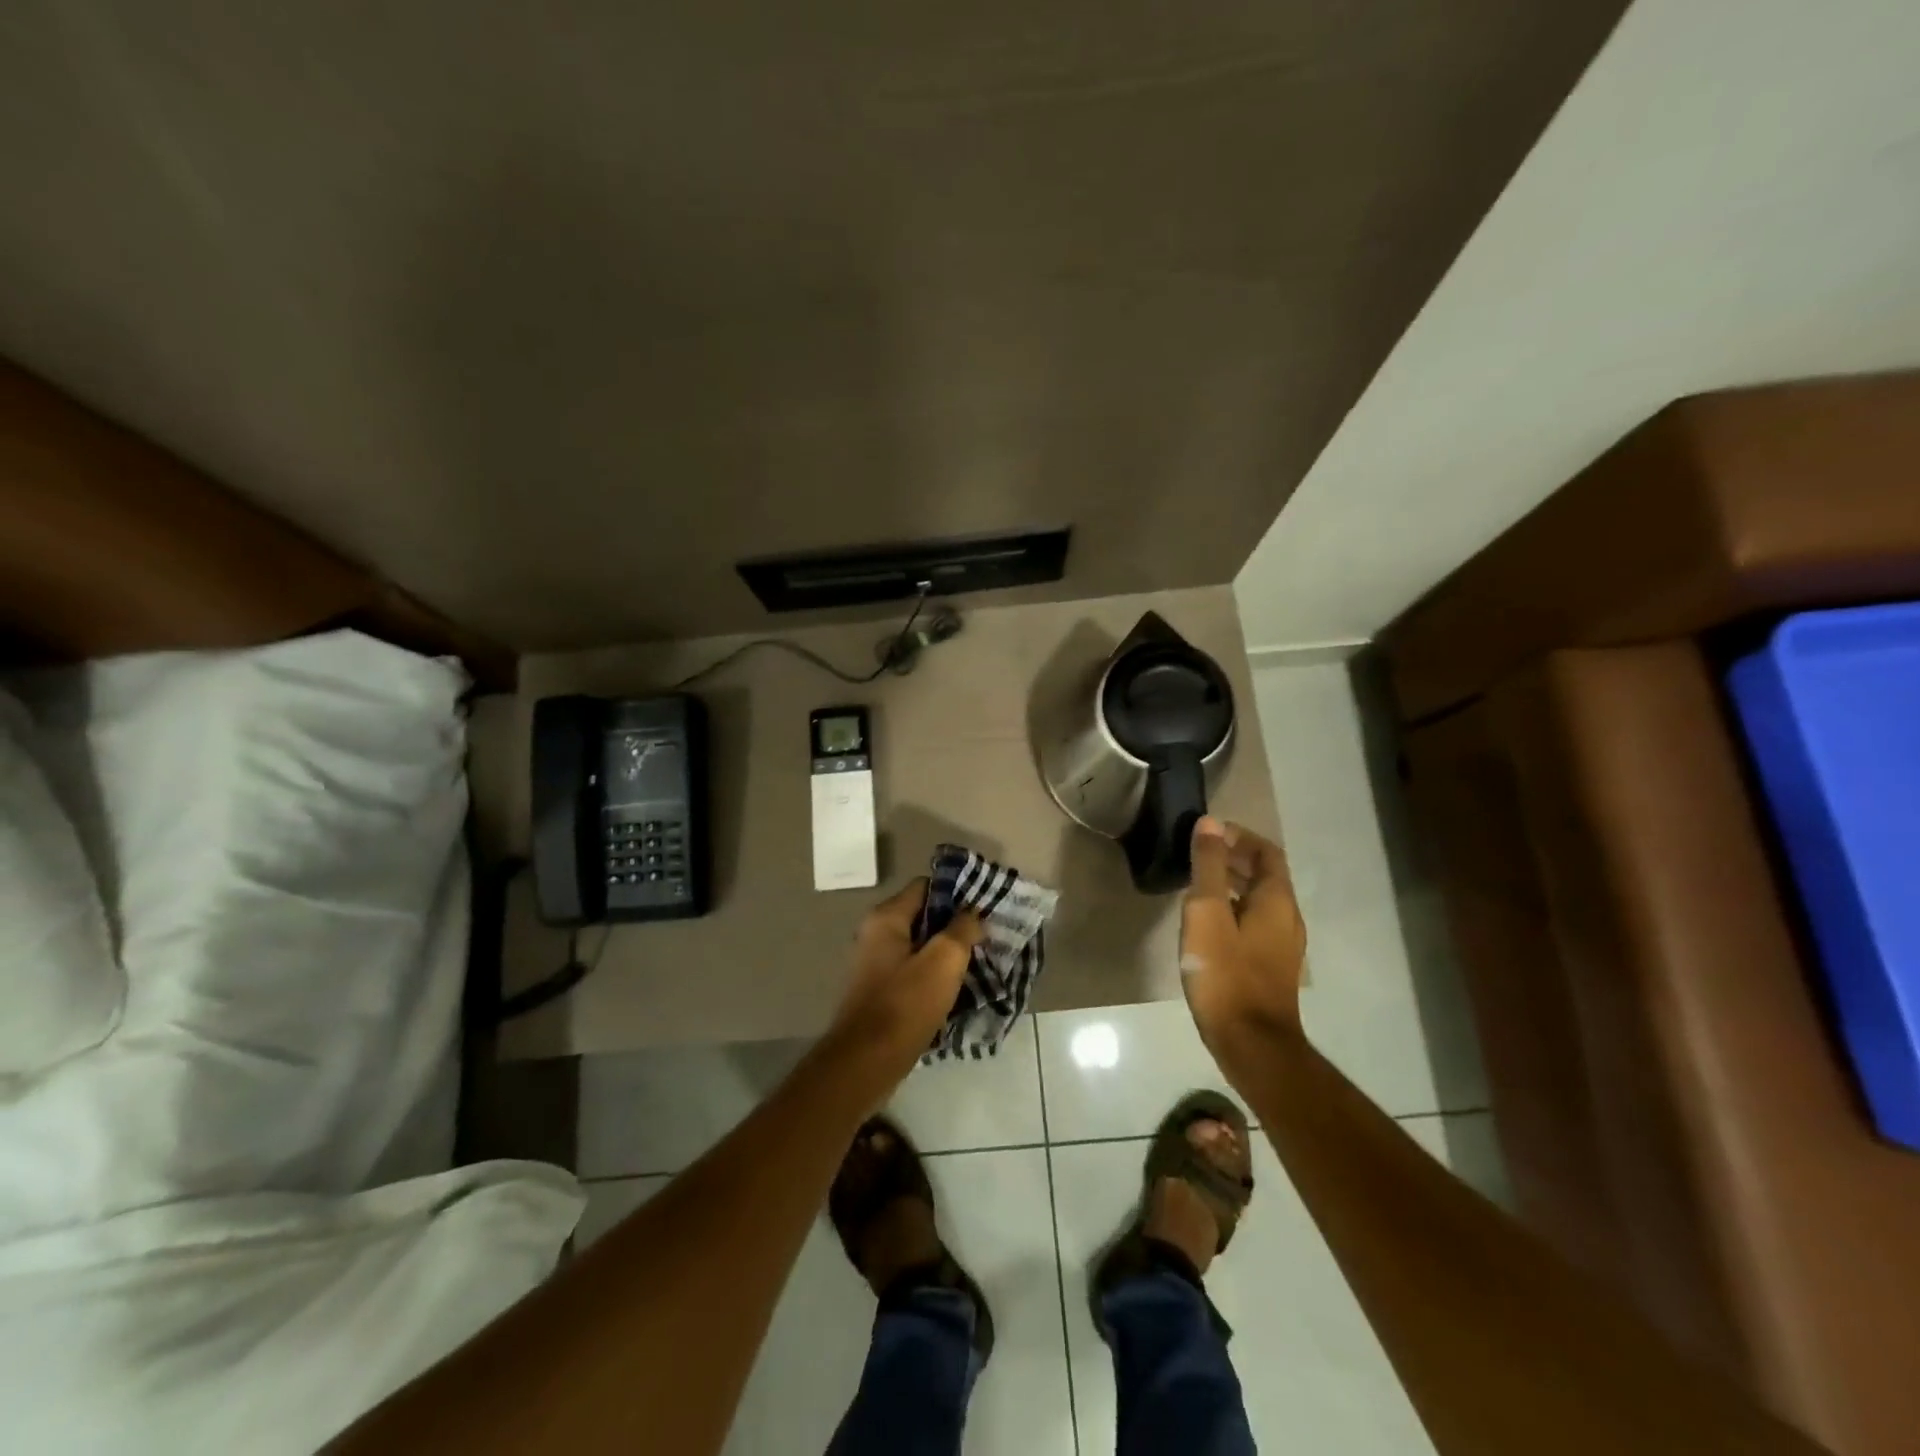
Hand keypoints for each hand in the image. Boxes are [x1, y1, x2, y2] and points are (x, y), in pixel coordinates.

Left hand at [829, 879, 981, 1073]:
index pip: (926, 886)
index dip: (957, 893)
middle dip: (956, 926)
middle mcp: (876, 934)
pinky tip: (960, 990)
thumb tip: (972, 913)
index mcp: (886, 918)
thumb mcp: (943, 961)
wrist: (866, 1063)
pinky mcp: (881, 992)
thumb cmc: (905, 1005)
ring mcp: (876, 964)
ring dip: (948, 954)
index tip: (984, 907)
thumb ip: (962, 929)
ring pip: (921, 947)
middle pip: (924, 917)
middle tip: (988, 937)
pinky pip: (915, 972)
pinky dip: (936, 976)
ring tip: (980, 962)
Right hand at [1180, 816, 1307, 1068]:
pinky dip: (1232, 908)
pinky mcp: (1269, 967)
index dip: (1239, 836)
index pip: (1266, 851)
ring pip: (1258, 900)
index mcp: (1276, 900)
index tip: (1207, 832)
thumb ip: (1208, 866)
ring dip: (1231, 883)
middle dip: (1233, 858)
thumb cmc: (1225, 972)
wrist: (1250, 1043)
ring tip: (1196, 882)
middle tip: (1196, 853)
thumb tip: (1210, 823)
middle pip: (1264, 875)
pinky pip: (1253, 922)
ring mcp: (1281, 945)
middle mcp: (1287, 918)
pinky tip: (1206, 922)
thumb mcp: (1207, 912)